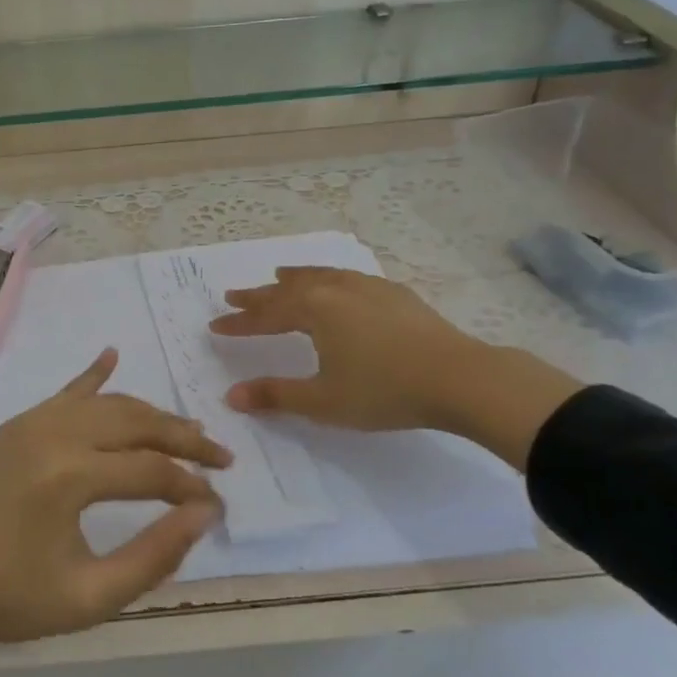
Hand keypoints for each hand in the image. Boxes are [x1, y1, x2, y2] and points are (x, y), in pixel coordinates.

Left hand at [0, 348, 229, 647]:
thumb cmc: (13, 600)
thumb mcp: (91, 597)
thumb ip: (154, 555)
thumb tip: (204, 513)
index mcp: (69, 476)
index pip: (151, 470)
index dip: (191, 487)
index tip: (219, 506)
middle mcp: (53, 435)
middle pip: (136, 423)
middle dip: (183, 438)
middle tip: (221, 457)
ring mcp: (32, 423)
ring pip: (108, 405)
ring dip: (150, 415)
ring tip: (187, 433)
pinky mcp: (18, 425)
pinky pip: (66, 394)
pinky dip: (93, 376)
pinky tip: (112, 355)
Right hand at [209, 266, 485, 430]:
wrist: (460, 378)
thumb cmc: (384, 391)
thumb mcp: (323, 401)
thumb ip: (275, 395)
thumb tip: (231, 396)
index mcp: (315, 310)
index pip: (266, 315)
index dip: (240, 323)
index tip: (215, 326)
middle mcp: (337, 289)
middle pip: (288, 289)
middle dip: (259, 295)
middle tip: (234, 295)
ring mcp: (369, 288)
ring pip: (321, 276)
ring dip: (295, 279)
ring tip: (279, 276)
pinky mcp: (396, 295)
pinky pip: (348, 278)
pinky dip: (328, 279)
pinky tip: (337, 286)